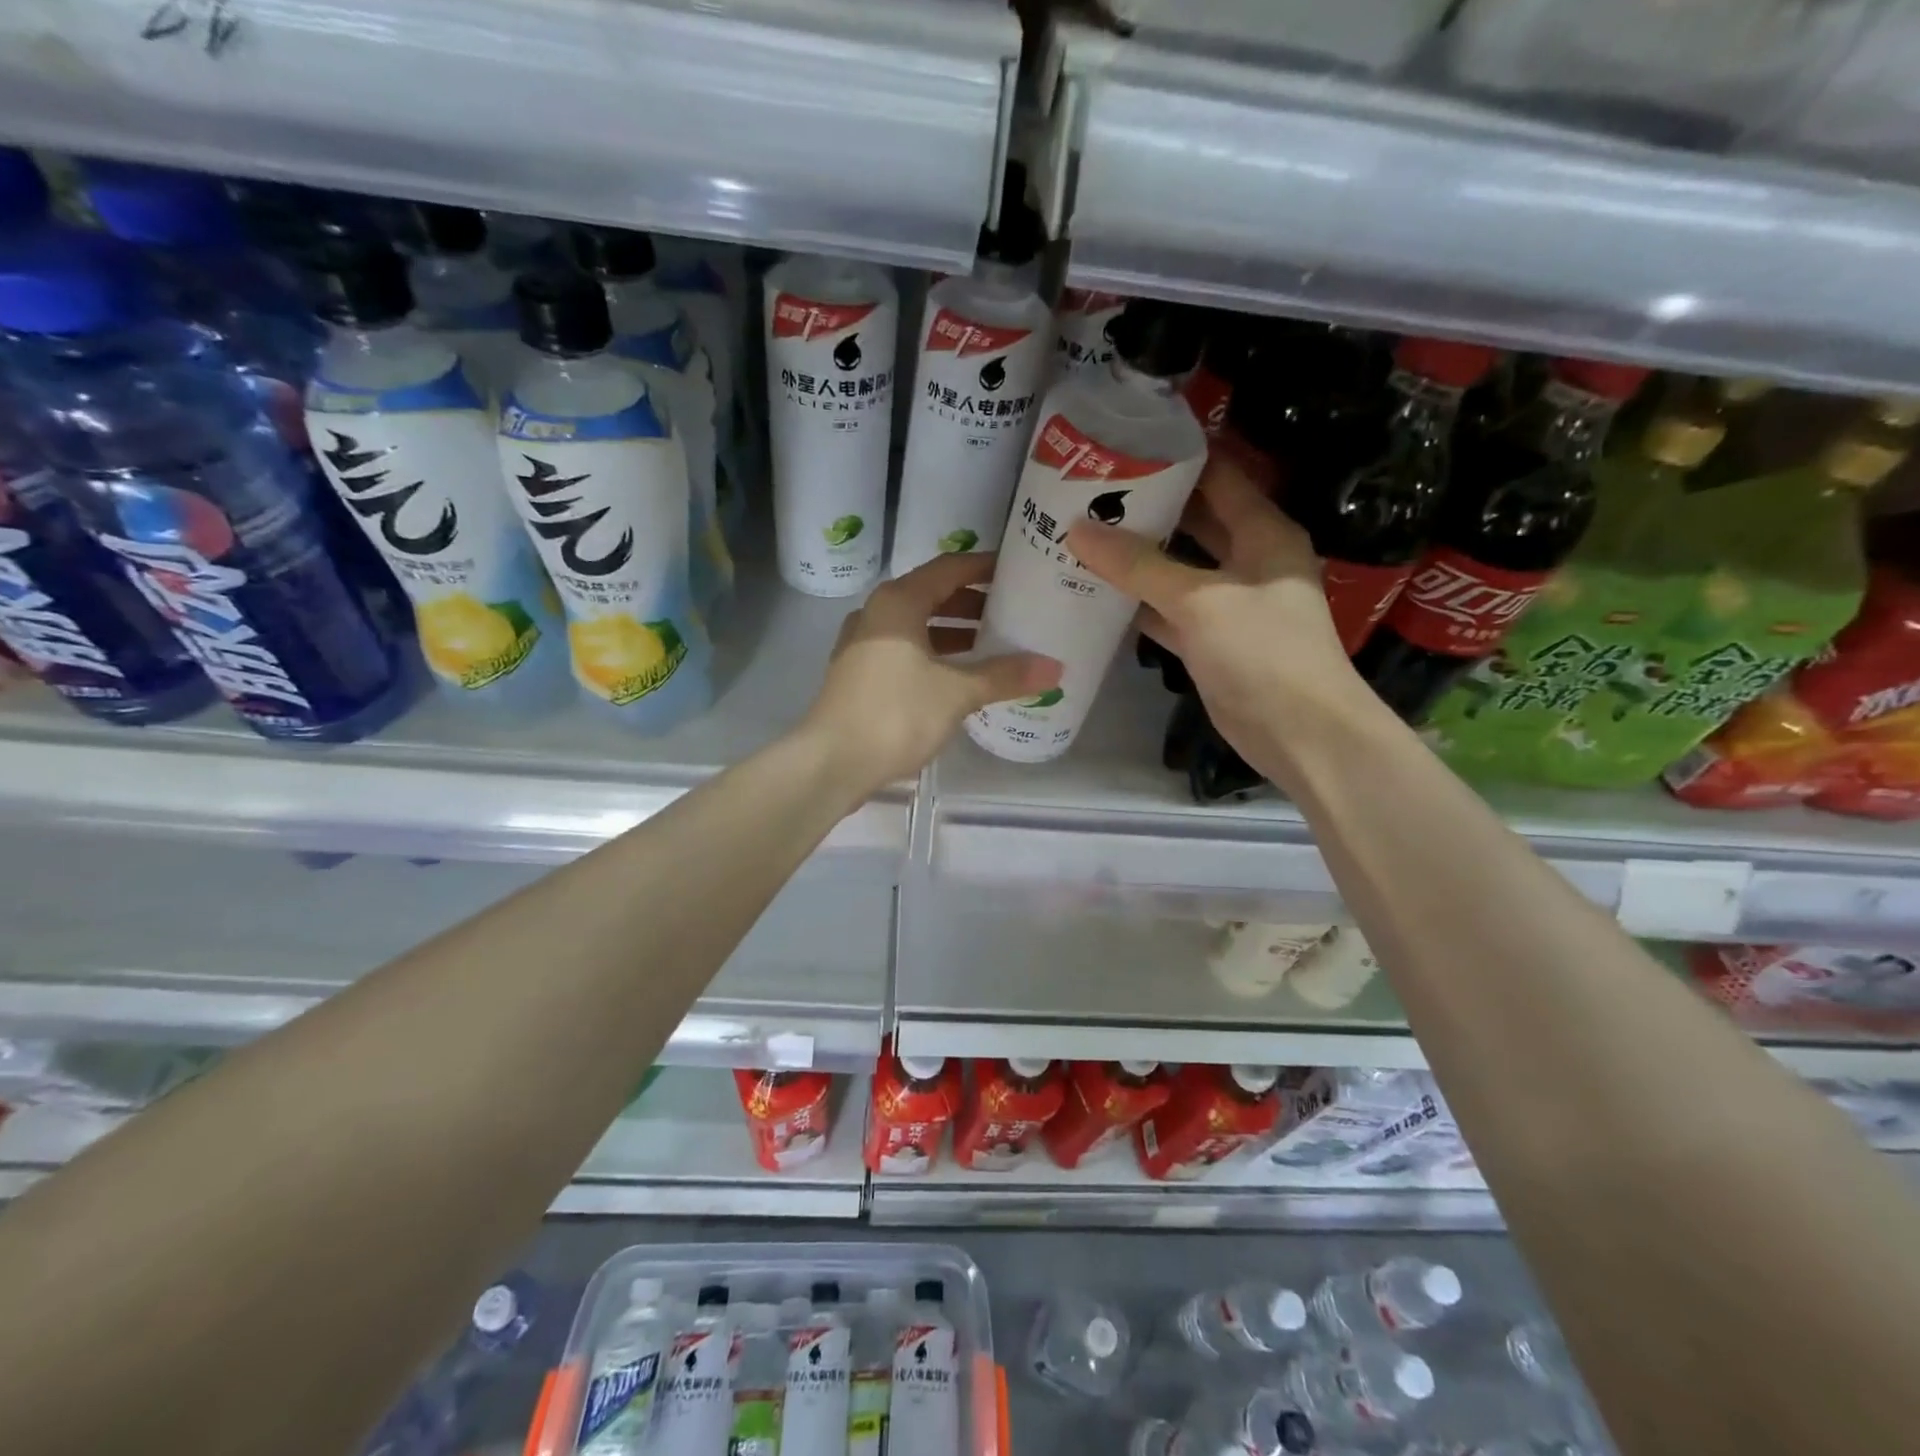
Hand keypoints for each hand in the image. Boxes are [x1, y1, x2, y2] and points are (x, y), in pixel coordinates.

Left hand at [801, 552, 1061, 791]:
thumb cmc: (896, 713)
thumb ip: (1005, 676)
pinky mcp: (859, 675)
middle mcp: (876, 614)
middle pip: (931, 595)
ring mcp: (862, 645)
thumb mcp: (957, 692)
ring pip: (916, 627)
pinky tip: (958, 677)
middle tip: (1011, 611)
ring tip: (992, 644)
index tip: (1017, 571)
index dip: (984, 567)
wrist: (832, 762)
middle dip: (972, 603)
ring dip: (953, 632)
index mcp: (898, 602)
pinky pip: (904, 651)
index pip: (949, 569)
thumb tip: (1054, 668)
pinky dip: (933, 655)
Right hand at [1065, 453, 1369, 776]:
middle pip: (1195, 521)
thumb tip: (1078, 530)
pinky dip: (1138, 604)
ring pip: (1177, 569)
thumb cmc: (1262, 652)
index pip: (1218, 477)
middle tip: (1091, 492)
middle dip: (1148, 508)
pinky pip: (1168, 611)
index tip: (1124, 446)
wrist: (1299, 733)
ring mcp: (1229, 604)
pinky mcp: (1211, 642)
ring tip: (1084, 535)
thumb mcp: (1200, 600)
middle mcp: (1248, 560)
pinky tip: (1097, 593)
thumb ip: (1139, 566)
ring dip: (1138, 558)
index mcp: (1263, 533)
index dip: (1176, 458)